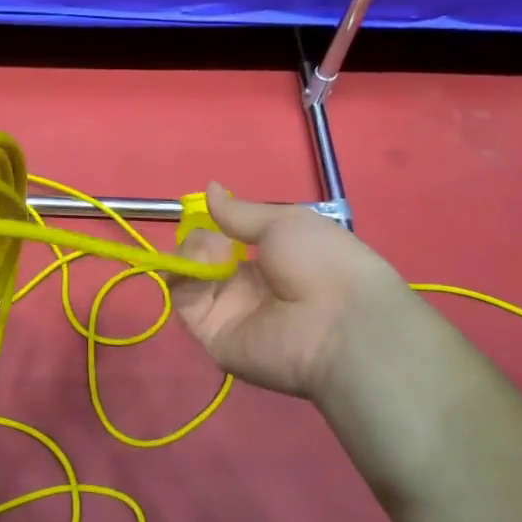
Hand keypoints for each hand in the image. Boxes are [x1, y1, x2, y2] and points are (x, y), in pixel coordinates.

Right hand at [173, 185, 408, 403]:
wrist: (338, 323)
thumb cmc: (321, 261)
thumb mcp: (284, 221)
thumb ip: (239, 212)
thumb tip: (209, 188)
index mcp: (270, 260)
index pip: (227, 240)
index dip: (215, 225)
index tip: (209, 211)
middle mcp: (246, 287)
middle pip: (203, 257)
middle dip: (200, 238)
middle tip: (215, 237)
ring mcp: (227, 311)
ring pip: (188, 275)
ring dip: (191, 253)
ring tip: (211, 251)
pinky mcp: (211, 333)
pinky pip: (184, 301)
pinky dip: (183, 277)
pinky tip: (201, 265)